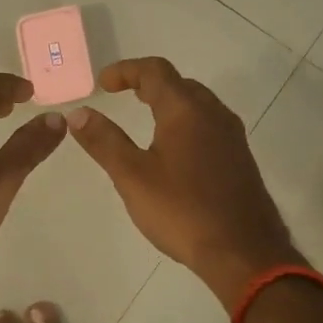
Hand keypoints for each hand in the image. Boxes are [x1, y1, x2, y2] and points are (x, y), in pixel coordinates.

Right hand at [67, 56, 300, 305]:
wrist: (244, 252)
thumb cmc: (183, 211)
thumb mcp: (133, 176)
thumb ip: (104, 141)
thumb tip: (78, 113)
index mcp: (186, 110)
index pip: (155, 71)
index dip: (125, 70)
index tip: (103, 84)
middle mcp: (214, 114)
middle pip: (179, 83)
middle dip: (148, 83)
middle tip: (122, 96)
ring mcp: (232, 136)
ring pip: (197, 104)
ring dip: (169, 102)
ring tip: (145, 119)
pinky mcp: (239, 159)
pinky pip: (208, 125)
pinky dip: (185, 123)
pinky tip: (174, 150)